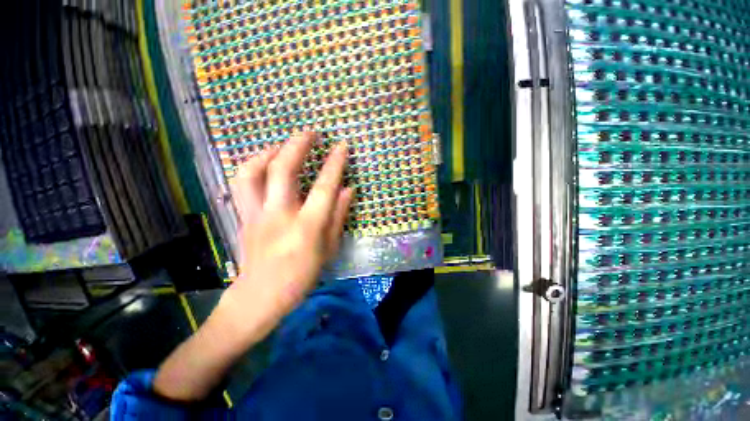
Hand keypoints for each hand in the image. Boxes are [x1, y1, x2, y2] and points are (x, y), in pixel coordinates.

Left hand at [221, 132, 352, 337]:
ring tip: (282, 145)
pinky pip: (241, 184)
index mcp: (307, 227)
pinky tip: (263, 164)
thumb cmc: (302, 275)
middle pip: (283, 170)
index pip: (324, 187)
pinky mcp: (242, 217)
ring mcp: (255, 215)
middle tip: (310, 133)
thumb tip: (348, 189)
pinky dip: (252, 167)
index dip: (334, 164)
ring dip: (268, 152)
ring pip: (252, 172)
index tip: (341, 146)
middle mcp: (279, 216)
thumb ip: (339, 216)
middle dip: (297, 145)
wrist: (260, 295)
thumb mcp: (329, 249)